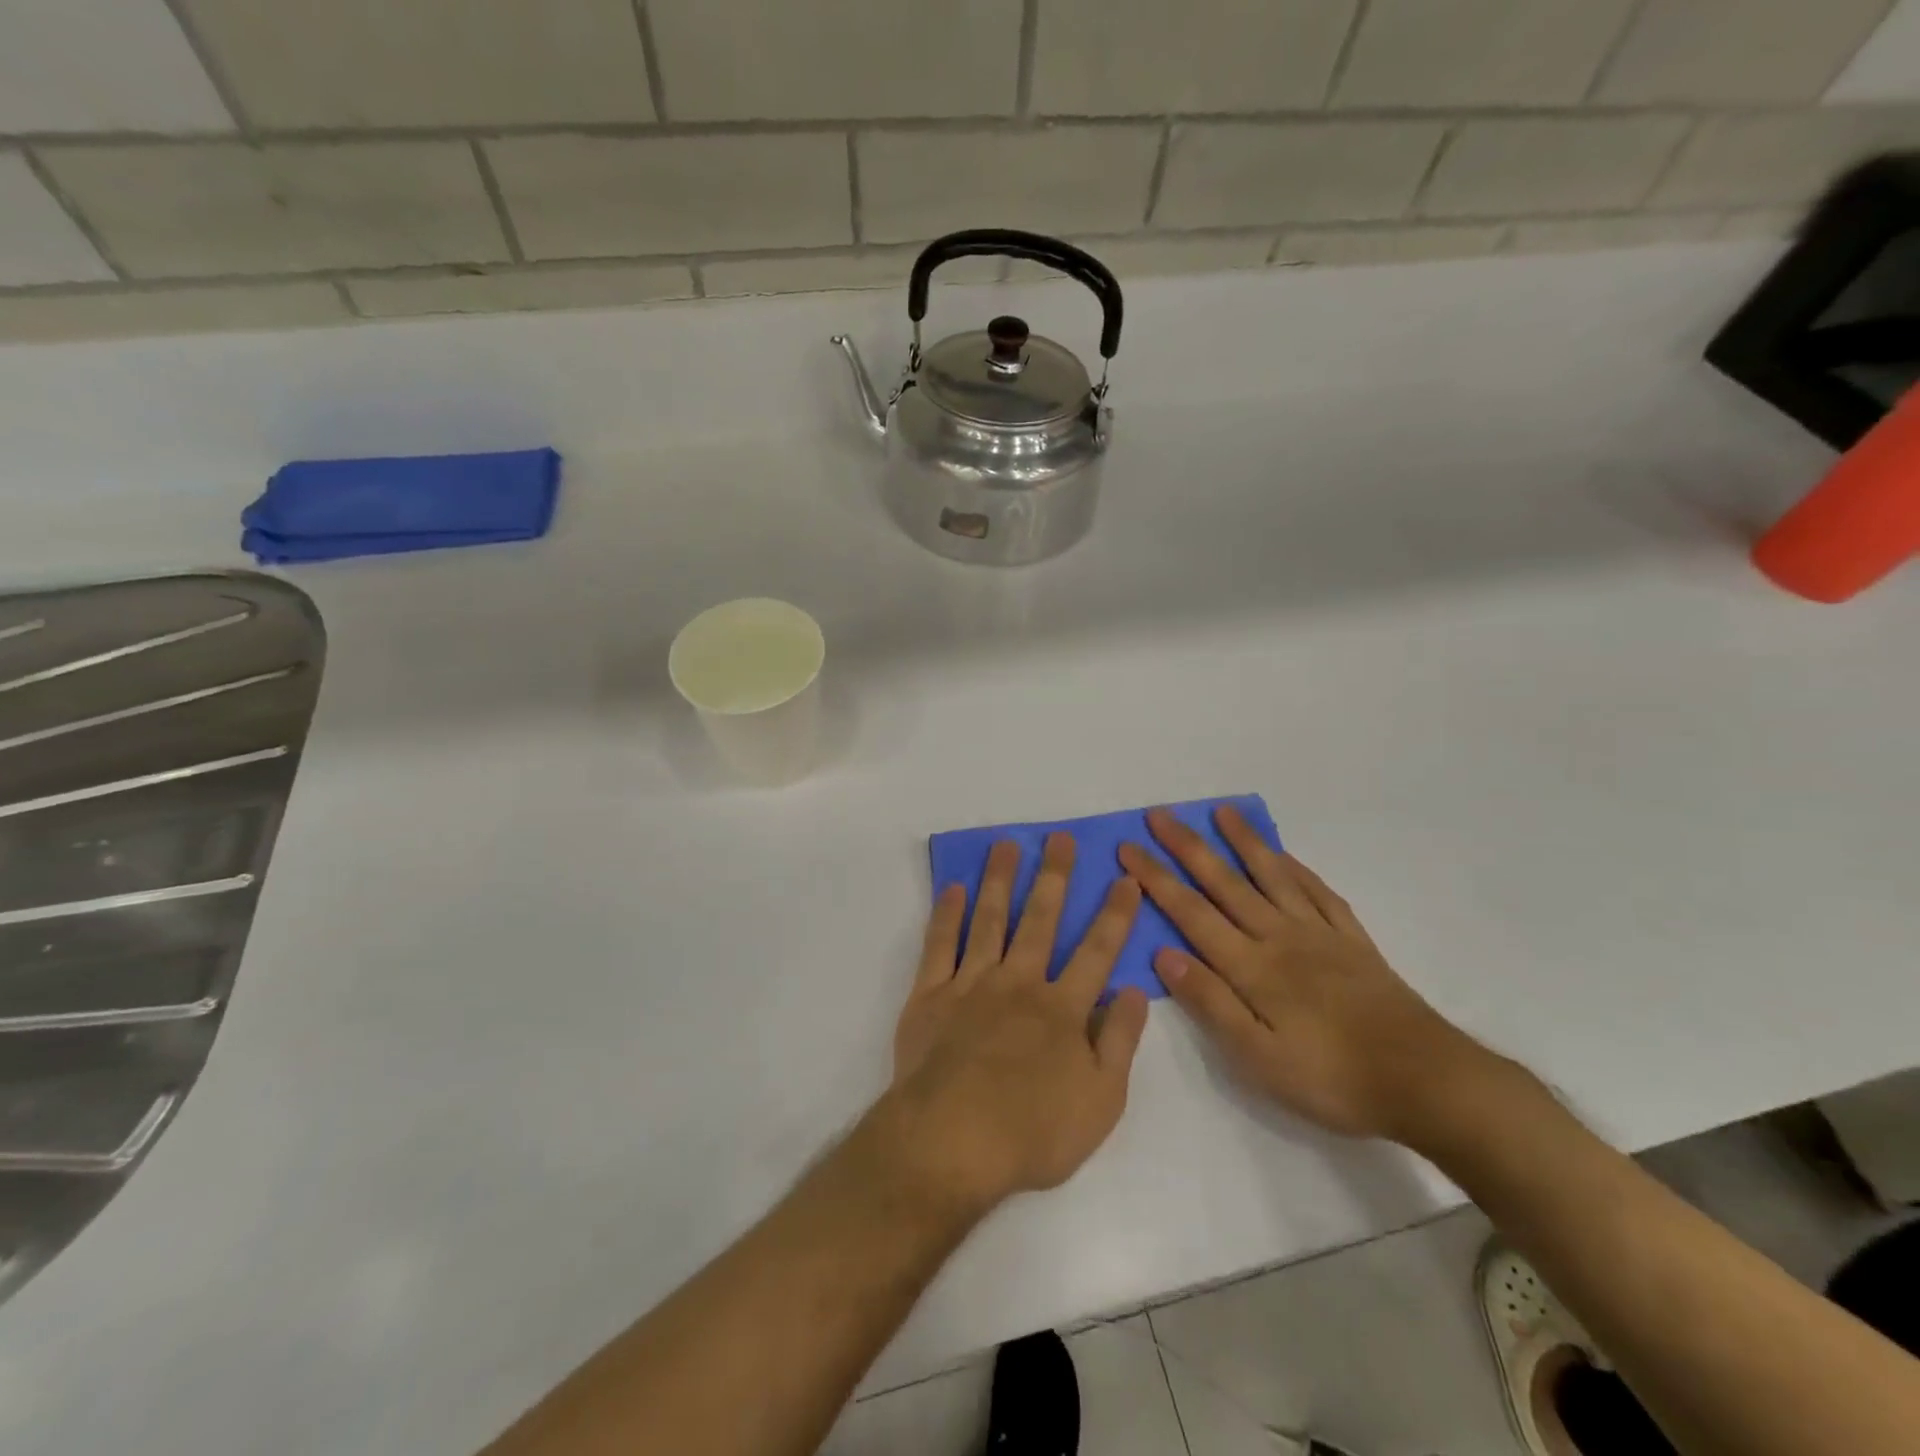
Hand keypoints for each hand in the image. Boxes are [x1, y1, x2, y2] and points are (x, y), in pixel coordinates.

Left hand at [886, 833, 1149, 1212]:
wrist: (951, 1142)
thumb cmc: (1033, 1132)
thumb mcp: (1101, 1101)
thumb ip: (1120, 1041)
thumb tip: (1134, 990)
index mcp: (1062, 1009)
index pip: (1097, 952)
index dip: (1114, 915)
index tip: (1125, 879)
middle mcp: (1019, 983)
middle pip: (1040, 920)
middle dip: (1054, 877)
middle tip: (1060, 838)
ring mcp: (971, 984)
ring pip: (990, 920)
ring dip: (1000, 880)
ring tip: (1006, 844)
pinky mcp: (931, 995)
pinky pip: (939, 945)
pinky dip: (946, 915)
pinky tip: (954, 889)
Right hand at [1117, 806, 1492, 1142]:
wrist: (1427, 1082)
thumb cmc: (1333, 1078)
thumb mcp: (1258, 1058)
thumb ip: (1210, 1002)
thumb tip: (1162, 954)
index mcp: (1252, 967)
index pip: (1191, 913)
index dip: (1156, 879)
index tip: (1128, 848)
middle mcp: (1280, 937)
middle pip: (1225, 883)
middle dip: (1187, 847)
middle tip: (1159, 814)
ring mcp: (1320, 934)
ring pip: (1272, 876)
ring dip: (1243, 841)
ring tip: (1221, 811)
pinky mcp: (1354, 941)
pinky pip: (1320, 893)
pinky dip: (1297, 868)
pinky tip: (1284, 856)